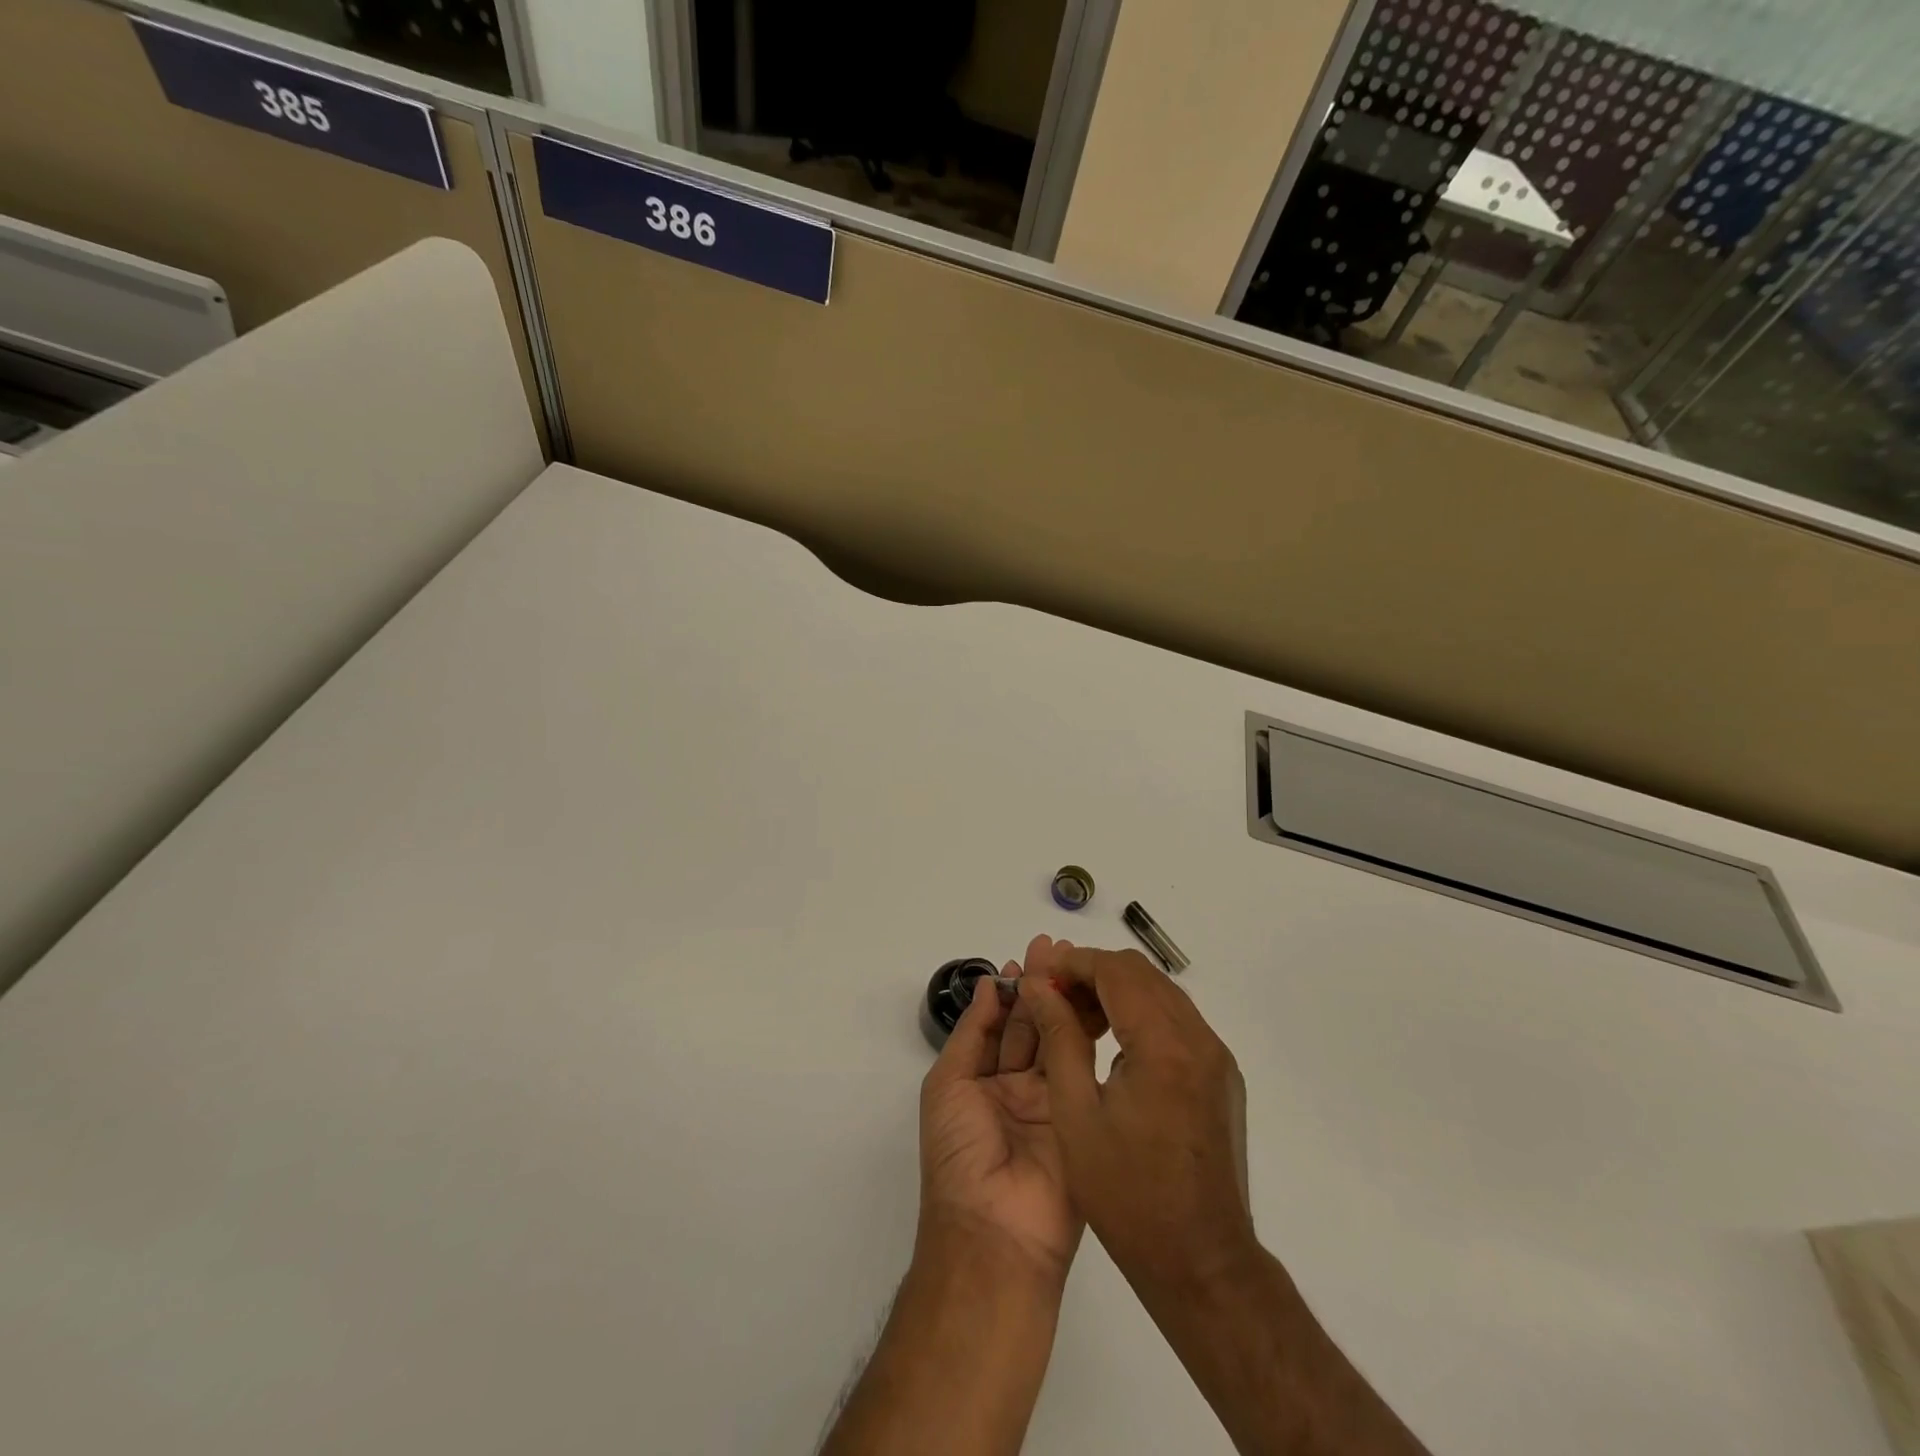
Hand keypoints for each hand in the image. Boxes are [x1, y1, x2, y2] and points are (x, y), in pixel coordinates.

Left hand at [917, 934, 1086, 1284]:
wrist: (995, 1231)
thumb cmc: (958, 1154)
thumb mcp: (948, 1085)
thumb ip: (971, 1033)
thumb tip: (986, 986)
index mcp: (983, 1083)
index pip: (1001, 1026)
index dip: (1012, 992)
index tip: (1025, 959)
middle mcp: (1020, 1089)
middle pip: (1033, 1027)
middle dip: (1041, 988)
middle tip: (1055, 949)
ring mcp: (1054, 1102)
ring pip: (1059, 1041)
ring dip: (1064, 1002)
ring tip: (1073, 963)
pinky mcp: (1084, 1116)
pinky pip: (1083, 1069)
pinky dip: (1085, 1033)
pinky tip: (1091, 1002)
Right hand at [1020, 944, 1254, 1299]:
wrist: (1204, 1264)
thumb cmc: (1128, 1196)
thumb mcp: (1076, 1115)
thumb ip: (1059, 1038)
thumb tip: (1038, 986)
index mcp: (1164, 1047)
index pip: (1117, 972)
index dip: (1074, 963)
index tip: (1040, 974)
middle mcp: (1199, 1040)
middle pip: (1141, 975)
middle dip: (1093, 973)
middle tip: (1053, 996)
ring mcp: (1216, 1057)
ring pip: (1161, 993)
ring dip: (1117, 992)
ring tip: (1076, 1018)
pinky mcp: (1221, 1076)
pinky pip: (1178, 1021)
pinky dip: (1141, 1015)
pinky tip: (1112, 1045)